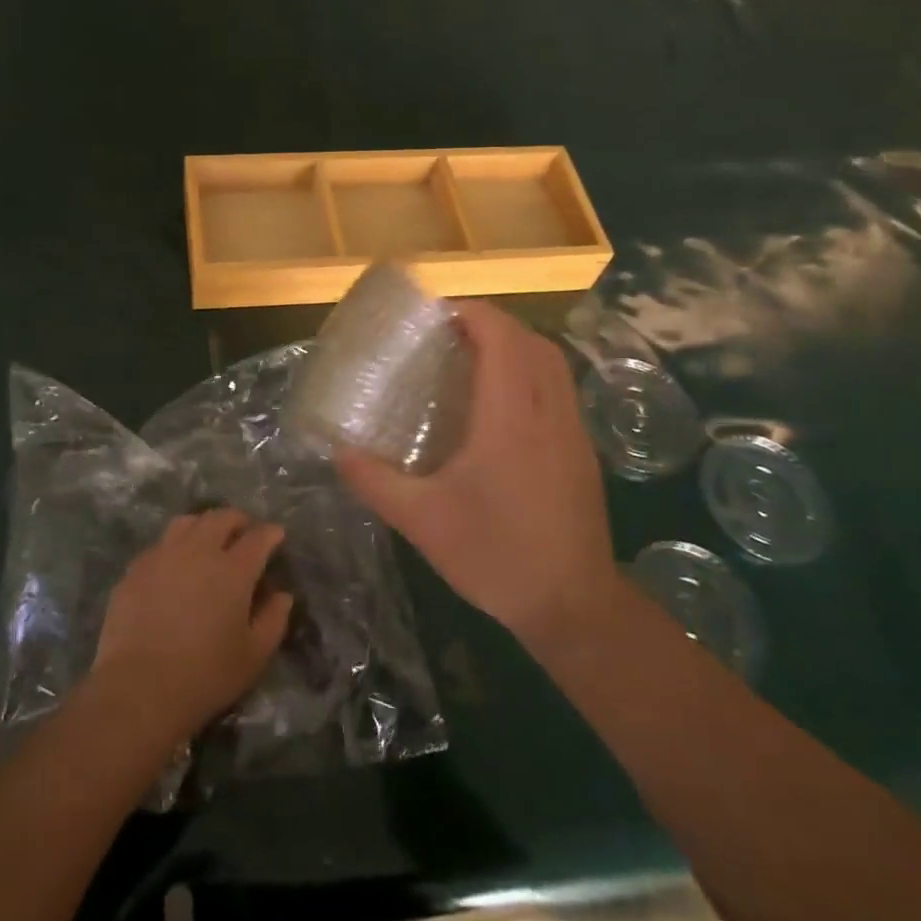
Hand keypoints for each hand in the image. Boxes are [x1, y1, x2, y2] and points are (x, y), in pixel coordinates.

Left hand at [91, 507, 293, 747]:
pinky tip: (174, 565)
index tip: (276, 535)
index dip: (270, 533)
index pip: (258, 537)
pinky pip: (160, 544)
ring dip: (204, 524)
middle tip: (244, 531)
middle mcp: (199, 551)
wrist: (139, 688)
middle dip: (238, 520)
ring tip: (208, 539)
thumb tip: (282, 596)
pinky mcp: (136, 568)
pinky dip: (175, 546)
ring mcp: (164, 555)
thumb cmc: (205, 675)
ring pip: (187, 522)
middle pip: (221, 518)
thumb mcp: (253, 656)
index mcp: (233, 570)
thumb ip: (273, 620)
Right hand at [337, 300, 615, 653]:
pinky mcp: (582, 452)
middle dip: (493, 323)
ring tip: (472, 357)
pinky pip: (559, 389)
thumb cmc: (496, 556)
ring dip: (516, 345)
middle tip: (448, 333)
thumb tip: (339, 451)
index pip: (502, 339)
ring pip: (553, 363)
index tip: (436, 315)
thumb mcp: (422, 521)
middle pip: (532, 341)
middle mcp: (548, 413)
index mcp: (510, 418)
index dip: (472, 314)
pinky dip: (531, 372)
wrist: (573, 606)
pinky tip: (501, 403)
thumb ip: (375, 481)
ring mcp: (572, 432)